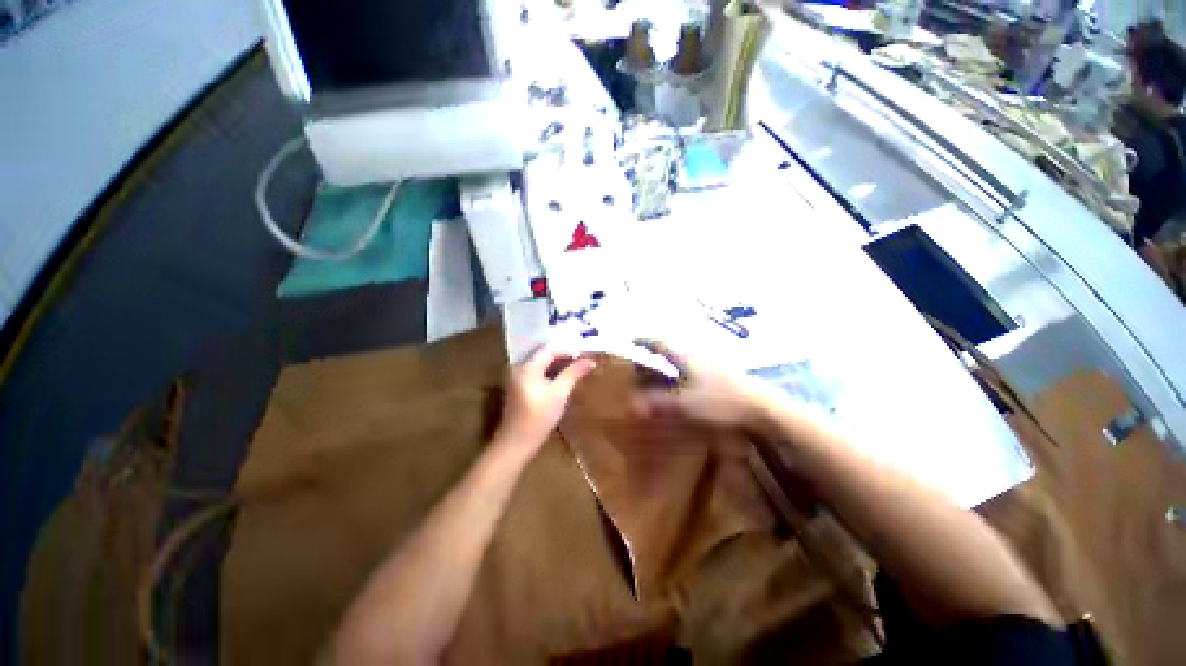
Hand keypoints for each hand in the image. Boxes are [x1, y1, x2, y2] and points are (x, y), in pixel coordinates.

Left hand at [496, 346, 596, 451]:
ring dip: (557, 363)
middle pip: (543, 353)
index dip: (567, 349)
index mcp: (526, 366)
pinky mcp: (517, 385)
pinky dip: (549, 370)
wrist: (517, 443)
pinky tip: (561, 375)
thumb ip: (574, 373)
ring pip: (540, 362)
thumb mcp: (559, 393)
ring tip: (575, 364)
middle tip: (582, 357)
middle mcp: (518, 366)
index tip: (584, 354)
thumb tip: (590, 361)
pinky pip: (536, 370)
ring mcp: (516, 376)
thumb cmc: (539, 417)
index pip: (549, 348)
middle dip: (563, 354)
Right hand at [632, 340, 781, 428]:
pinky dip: (683, 374)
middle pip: (671, 351)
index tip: (631, 340)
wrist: (762, 407)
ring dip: (669, 366)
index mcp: (686, 357)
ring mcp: (712, 364)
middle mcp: (698, 355)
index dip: (644, 341)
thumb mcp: (685, 405)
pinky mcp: (723, 374)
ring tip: (661, 377)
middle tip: (643, 366)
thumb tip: (633, 404)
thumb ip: (659, 404)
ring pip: (684, 360)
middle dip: (655, 355)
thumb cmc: (721, 402)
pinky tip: (686, 387)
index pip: (660, 343)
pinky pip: (695, 369)